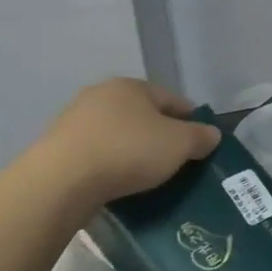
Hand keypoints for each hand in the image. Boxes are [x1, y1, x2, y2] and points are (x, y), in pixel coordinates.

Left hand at [40, 79, 219, 204]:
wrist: (62, 180)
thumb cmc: (128, 151)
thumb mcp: (178, 144)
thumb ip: (199, 137)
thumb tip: (211, 134)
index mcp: (131, 86)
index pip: (172, 99)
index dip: (192, 120)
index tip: (203, 143)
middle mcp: (101, 95)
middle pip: (142, 115)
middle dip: (160, 136)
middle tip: (177, 162)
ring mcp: (76, 121)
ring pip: (118, 134)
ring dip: (133, 151)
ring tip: (149, 177)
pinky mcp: (60, 148)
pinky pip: (97, 154)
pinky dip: (111, 166)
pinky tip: (119, 184)